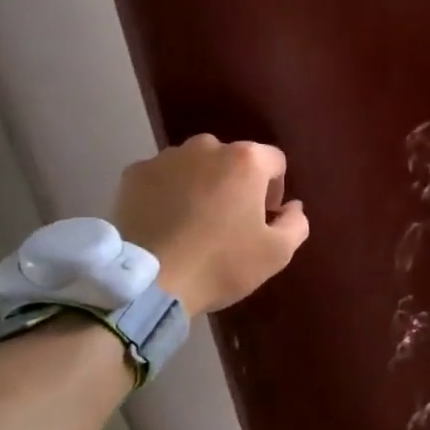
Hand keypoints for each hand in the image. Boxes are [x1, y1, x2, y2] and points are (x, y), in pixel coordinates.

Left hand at [111, 135, 309, 315]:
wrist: (150, 282)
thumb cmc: (221, 264)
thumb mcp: (276, 253)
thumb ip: (295, 223)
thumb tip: (292, 207)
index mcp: (245, 160)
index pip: (274, 161)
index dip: (275, 190)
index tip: (265, 219)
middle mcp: (206, 147)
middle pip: (232, 159)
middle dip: (236, 184)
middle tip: (230, 222)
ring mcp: (165, 158)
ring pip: (195, 166)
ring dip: (201, 185)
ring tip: (194, 223)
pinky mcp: (133, 174)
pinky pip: (162, 178)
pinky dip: (167, 193)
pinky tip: (165, 224)